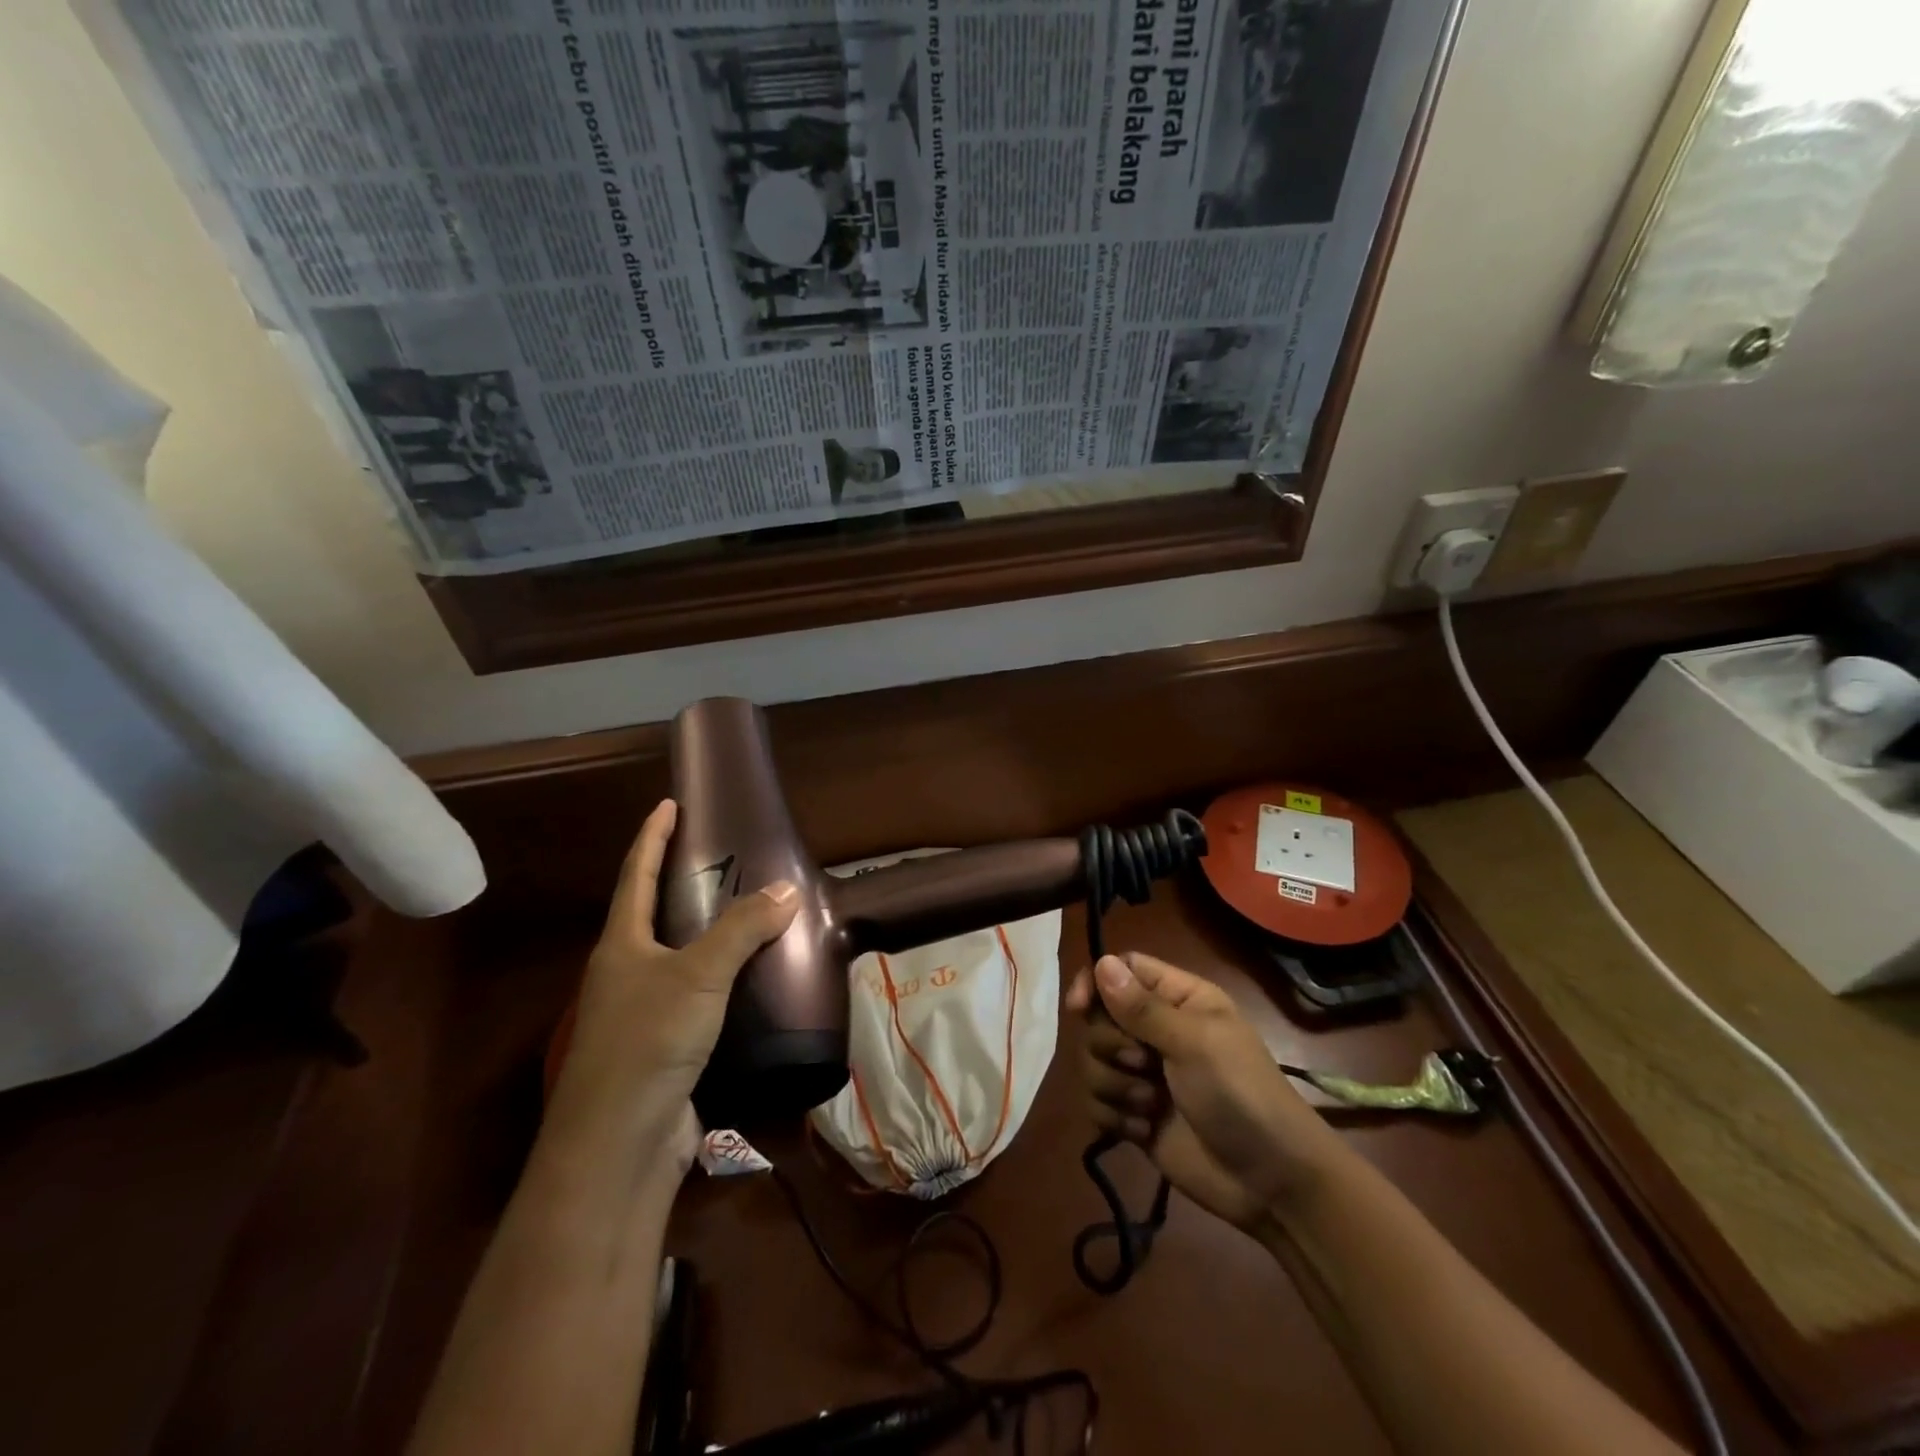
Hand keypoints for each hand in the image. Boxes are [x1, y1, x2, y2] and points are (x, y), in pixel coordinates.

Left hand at [545, 799, 799, 1157]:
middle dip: (684, 884)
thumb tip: (787, 888)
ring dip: (711, 935)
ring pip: (681, 959)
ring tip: (754, 912)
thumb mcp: (699, 976)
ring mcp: (643, 1013)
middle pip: (654, 915)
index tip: (669, 803)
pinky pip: (700, 999)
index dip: (651, 837)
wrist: (619, 1147)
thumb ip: (742, 929)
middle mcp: (626, 973)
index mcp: (621, 945)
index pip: (634, 875)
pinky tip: (757, 979)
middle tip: (729, 858)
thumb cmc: (647, 1043)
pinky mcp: (666, 1048)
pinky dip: (726, 981)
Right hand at [1066, 953, 1344, 1231]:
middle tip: (1144, 1064)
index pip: (1123, 970)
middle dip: (1111, 1045)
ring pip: (1092, 1061)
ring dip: (1114, 1085)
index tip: (1079, 1007)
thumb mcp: (1195, 1044)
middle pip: (1099, 1017)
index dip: (1096, 982)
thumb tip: (1101, 962)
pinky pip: (1096, 1102)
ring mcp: (1143, 1074)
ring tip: (1149, 1106)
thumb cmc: (1241, 1096)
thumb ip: (1142, 1007)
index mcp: (1179, 1000)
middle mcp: (1156, 1030)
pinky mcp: (1134, 1115)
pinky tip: (1143, 1131)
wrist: (1271, 1183)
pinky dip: (1114, 1117)